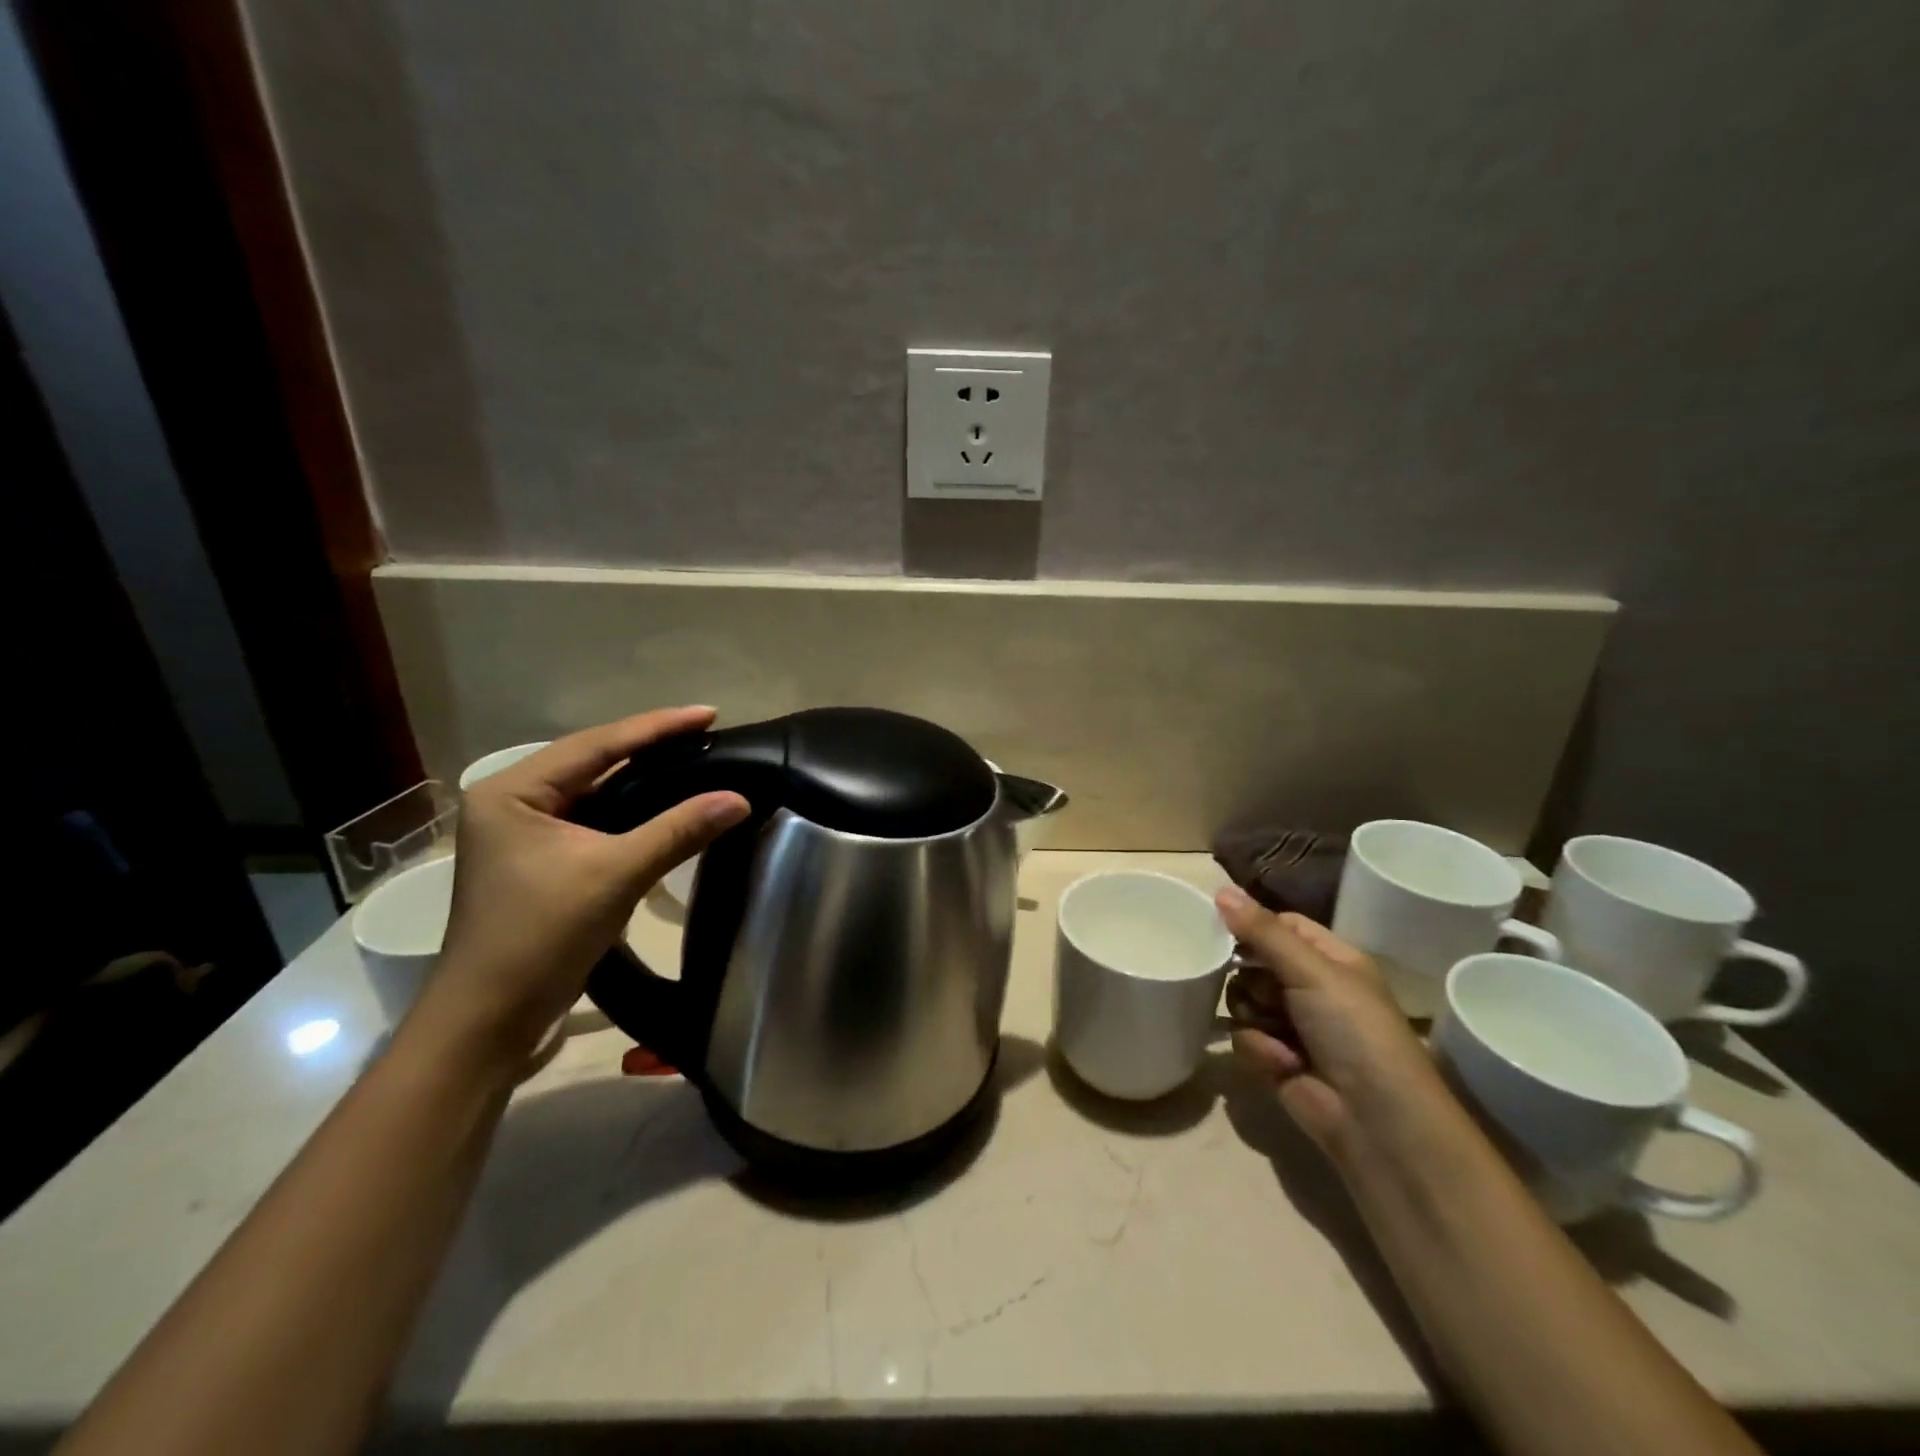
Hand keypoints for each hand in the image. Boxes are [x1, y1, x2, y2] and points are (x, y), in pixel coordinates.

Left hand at [416, 707, 749, 1062]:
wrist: (489, 1020)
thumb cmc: (540, 937)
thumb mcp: (615, 875)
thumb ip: (679, 831)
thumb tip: (740, 798)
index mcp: (513, 791)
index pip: (597, 744)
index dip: (657, 727)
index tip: (709, 713)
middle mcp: (513, 801)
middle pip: (594, 761)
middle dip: (651, 747)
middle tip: (706, 733)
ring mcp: (524, 832)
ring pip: (595, 790)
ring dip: (643, 778)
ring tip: (694, 758)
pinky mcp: (540, 859)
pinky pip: (595, 818)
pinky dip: (633, 810)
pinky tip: (666, 803)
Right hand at [1217, 886, 1453, 1161]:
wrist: (1376, 1123)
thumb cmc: (1355, 1032)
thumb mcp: (1312, 971)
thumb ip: (1262, 931)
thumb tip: (1219, 888)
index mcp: (1330, 959)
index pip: (1281, 925)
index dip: (1253, 925)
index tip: (1220, 926)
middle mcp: (1311, 988)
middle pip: (1253, 963)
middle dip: (1249, 977)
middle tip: (1264, 990)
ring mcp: (1293, 1025)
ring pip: (1242, 1000)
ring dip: (1254, 1015)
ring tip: (1277, 1032)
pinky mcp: (1276, 1059)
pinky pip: (1244, 1037)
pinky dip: (1260, 1049)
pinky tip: (1283, 1064)